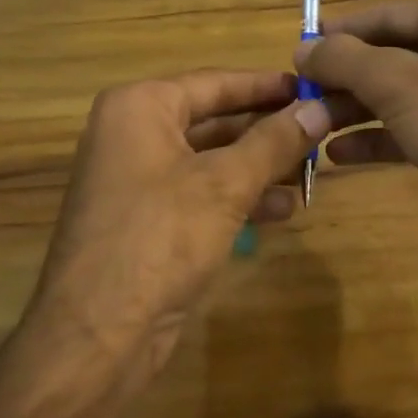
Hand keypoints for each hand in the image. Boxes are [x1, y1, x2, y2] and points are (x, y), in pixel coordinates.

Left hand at [29, 70, 334, 384]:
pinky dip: (239, 197)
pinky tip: (283, 210)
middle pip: (213, 119)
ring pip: (210, 159)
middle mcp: (133, 133)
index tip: (314, 87)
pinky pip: (200, 193)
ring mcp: (137, 179)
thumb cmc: (160, 237)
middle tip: (319, 130)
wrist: (97, 335)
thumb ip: (274, 142)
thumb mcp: (225, 184)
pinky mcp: (147, 219)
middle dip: (267, 130)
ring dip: (259, 166)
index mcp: (140, 107)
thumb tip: (320, 108)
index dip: (266, 85)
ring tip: (311, 171)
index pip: (215, 82)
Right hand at [296, 0, 417, 288]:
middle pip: (390, 55)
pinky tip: (338, 153)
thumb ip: (345, 60)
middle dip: (344, 75)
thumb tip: (303, 46)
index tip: (300, 47)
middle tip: (300, 92)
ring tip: (310, 124)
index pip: (390, 14)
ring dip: (353, 109)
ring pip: (396, 96)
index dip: (343, 30)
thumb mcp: (399, 83)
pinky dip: (374, 138)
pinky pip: (407, 131)